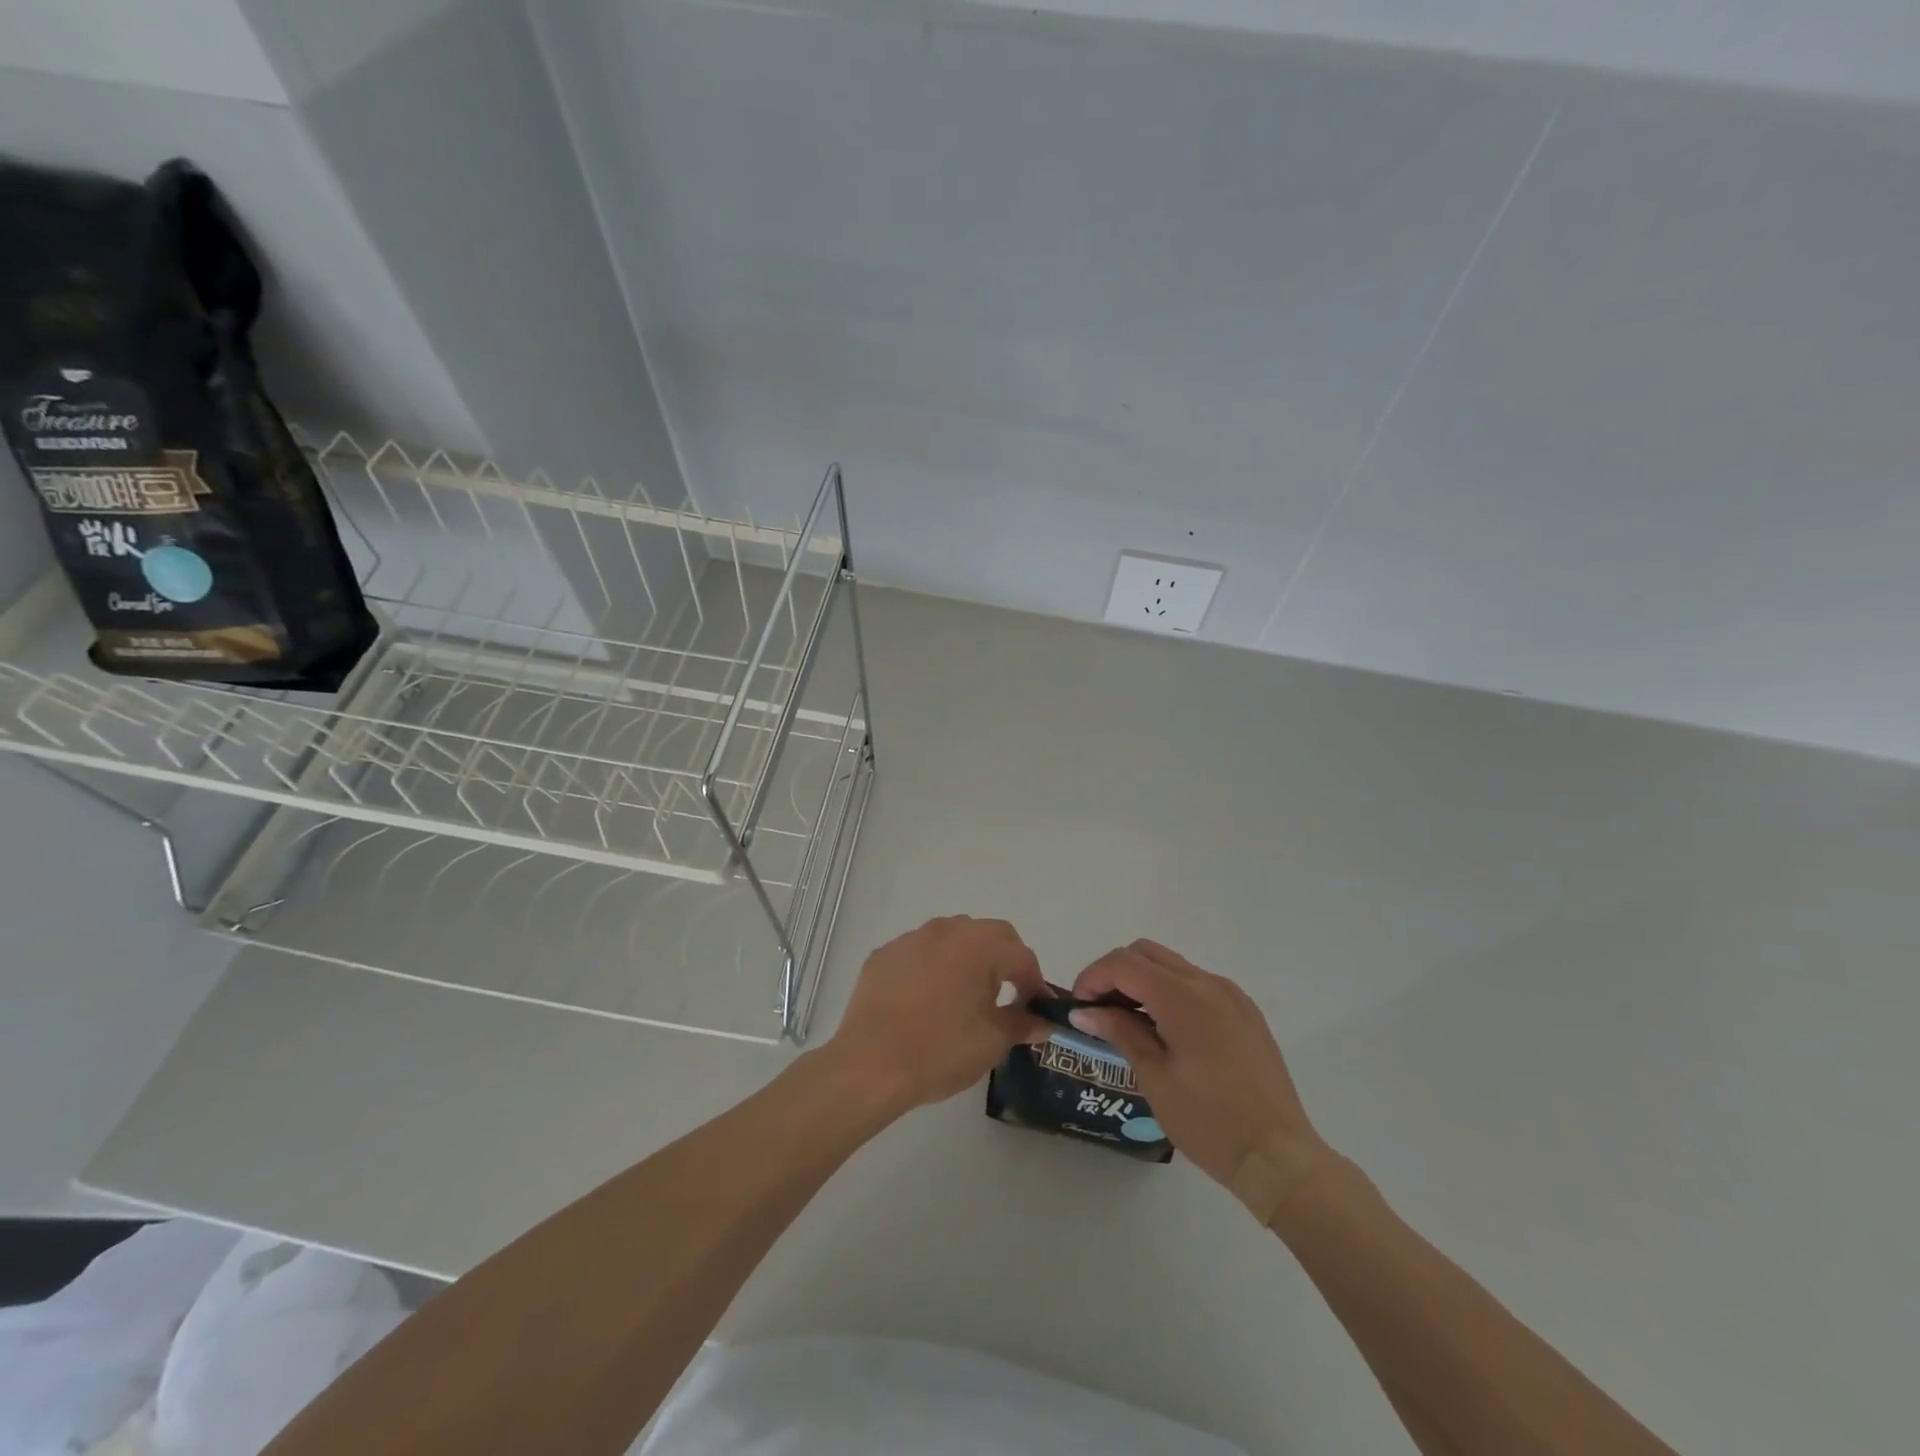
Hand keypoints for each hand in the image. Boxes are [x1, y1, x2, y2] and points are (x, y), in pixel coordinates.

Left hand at [827, 916, 1050, 1111]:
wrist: (871, 1064)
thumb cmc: (941, 1050)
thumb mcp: (992, 1042)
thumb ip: (1022, 1024)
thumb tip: (1043, 1021)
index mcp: (979, 946)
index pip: (1021, 955)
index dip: (1034, 981)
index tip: (1036, 1008)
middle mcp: (946, 930)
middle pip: (988, 934)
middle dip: (1005, 959)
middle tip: (1008, 993)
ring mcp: (911, 939)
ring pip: (951, 936)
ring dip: (967, 957)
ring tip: (965, 994)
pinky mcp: (884, 954)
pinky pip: (918, 952)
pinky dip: (932, 966)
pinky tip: (926, 998)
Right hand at [1070, 940, 1330, 1194]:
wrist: (1279, 1156)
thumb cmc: (1209, 1121)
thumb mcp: (1155, 1077)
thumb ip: (1120, 1032)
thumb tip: (1085, 1012)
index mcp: (1183, 997)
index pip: (1123, 964)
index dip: (1093, 978)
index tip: (1078, 1008)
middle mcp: (1208, 983)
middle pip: (1146, 953)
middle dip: (1115, 974)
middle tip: (1098, 1011)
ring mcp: (1231, 995)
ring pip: (1172, 966)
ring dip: (1143, 981)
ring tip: (1128, 1023)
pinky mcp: (1245, 1012)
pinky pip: (1197, 985)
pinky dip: (1170, 993)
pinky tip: (1165, 1031)